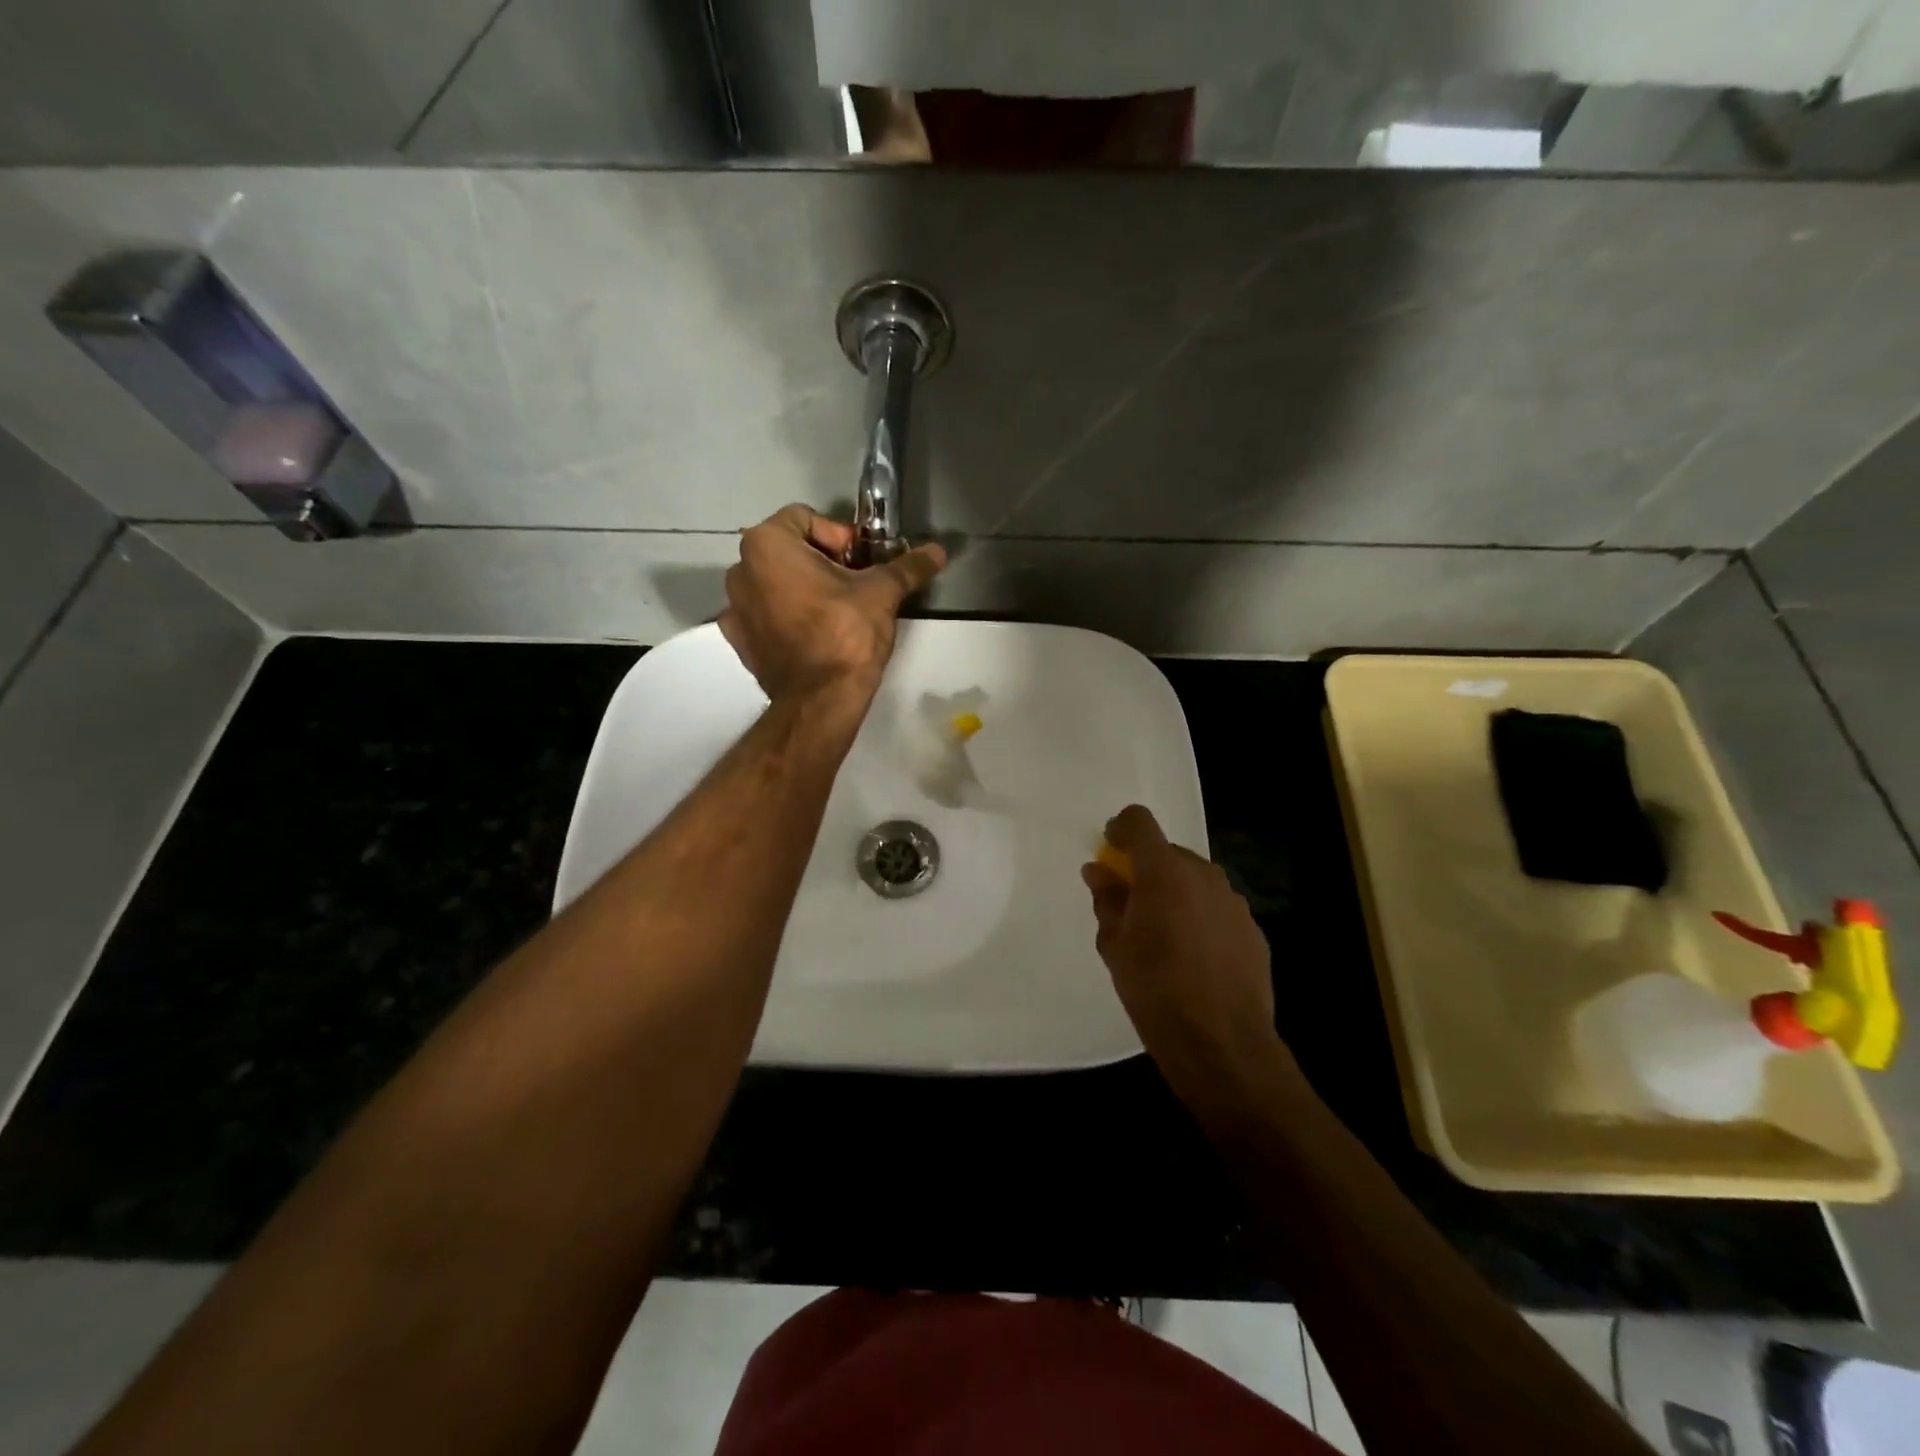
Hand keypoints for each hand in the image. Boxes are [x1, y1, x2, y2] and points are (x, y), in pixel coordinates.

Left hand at [719, 505, 944, 705]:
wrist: (821, 699)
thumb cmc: (846, 633)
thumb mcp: (882, 593)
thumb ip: (907, 566)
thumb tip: (937, 551)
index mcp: (767, 544)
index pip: (805, 517)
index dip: (839, 536)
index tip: (861, 562)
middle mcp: (740, 569)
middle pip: (787, 549)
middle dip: (821, 561)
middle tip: (854, 586)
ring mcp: (733, 607)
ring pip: (774, 582)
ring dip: (802, 588)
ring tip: (835, 611)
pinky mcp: (739, 641)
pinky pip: (764, 615)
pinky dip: (784, 617)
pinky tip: (810, 634)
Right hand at [1081, 805, 1298, 1113]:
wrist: (1222, 1043)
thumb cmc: (1155, 990)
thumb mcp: (1115, 945)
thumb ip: (1107, 900)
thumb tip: (1099, 871)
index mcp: (1163, 871)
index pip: (1139, 822)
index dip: (1120, 830)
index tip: (1108, 850)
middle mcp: (1203, 875)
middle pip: (1168, 853)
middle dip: (1147, 869)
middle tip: (1130, 904)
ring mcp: (1233, 901)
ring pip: (1195, 881)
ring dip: (1175, 893)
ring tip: (1163, 935)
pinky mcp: (1253, 929)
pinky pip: (1216, 908)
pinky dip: (1200, 917)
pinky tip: (1193, 956)